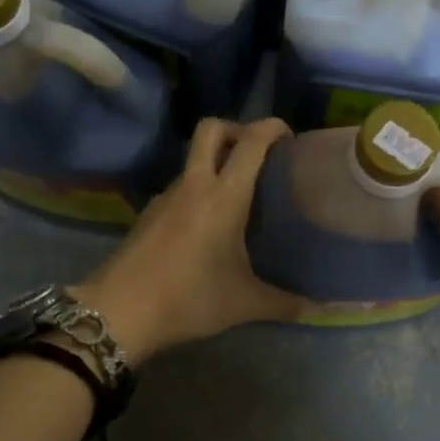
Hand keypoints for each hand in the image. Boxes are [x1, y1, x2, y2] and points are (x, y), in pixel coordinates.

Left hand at [75, 118, 309, 363]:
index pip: (251, 141)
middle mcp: (194, 185)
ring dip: (215, 163)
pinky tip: (206, 225)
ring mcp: (166, 196)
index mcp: (224, 196)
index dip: (272, 127)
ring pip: (193, 159)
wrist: (119, 313)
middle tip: (257, 156)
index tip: (289, 139)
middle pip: (212, 129)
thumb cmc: (189, 299)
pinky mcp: (148, 212)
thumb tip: (319, 309)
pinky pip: (180, 186)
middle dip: (237, 129)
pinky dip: (198, 190)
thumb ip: (285, 303)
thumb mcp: (244, 304)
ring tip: (237, 196)